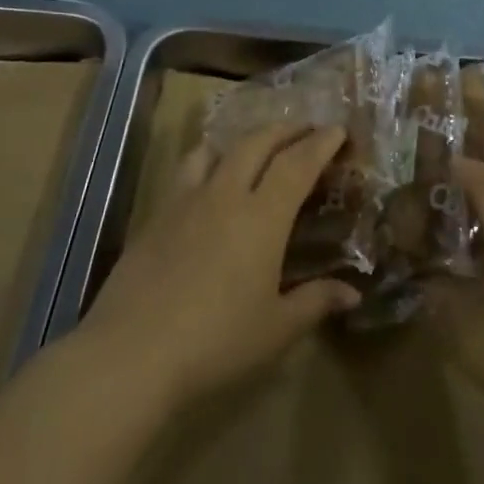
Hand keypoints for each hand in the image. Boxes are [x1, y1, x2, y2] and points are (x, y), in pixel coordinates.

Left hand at [81, 123, 360, 410]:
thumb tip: (353, 293)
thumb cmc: (215, 342)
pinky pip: (186, 172)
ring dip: (242, 140)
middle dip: (285, 130)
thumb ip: (315, 302)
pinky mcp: (155, 217)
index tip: (337, 130)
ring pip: (215, 150)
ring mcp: (185, 202)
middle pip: (257, 144)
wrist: (131, 353)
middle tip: (304, 129)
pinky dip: (207, 162)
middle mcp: (224, 196)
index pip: (297, 164)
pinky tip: (207, 185)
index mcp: (262, 217)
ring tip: (253, 147)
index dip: (320, 143)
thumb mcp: (276, 329)